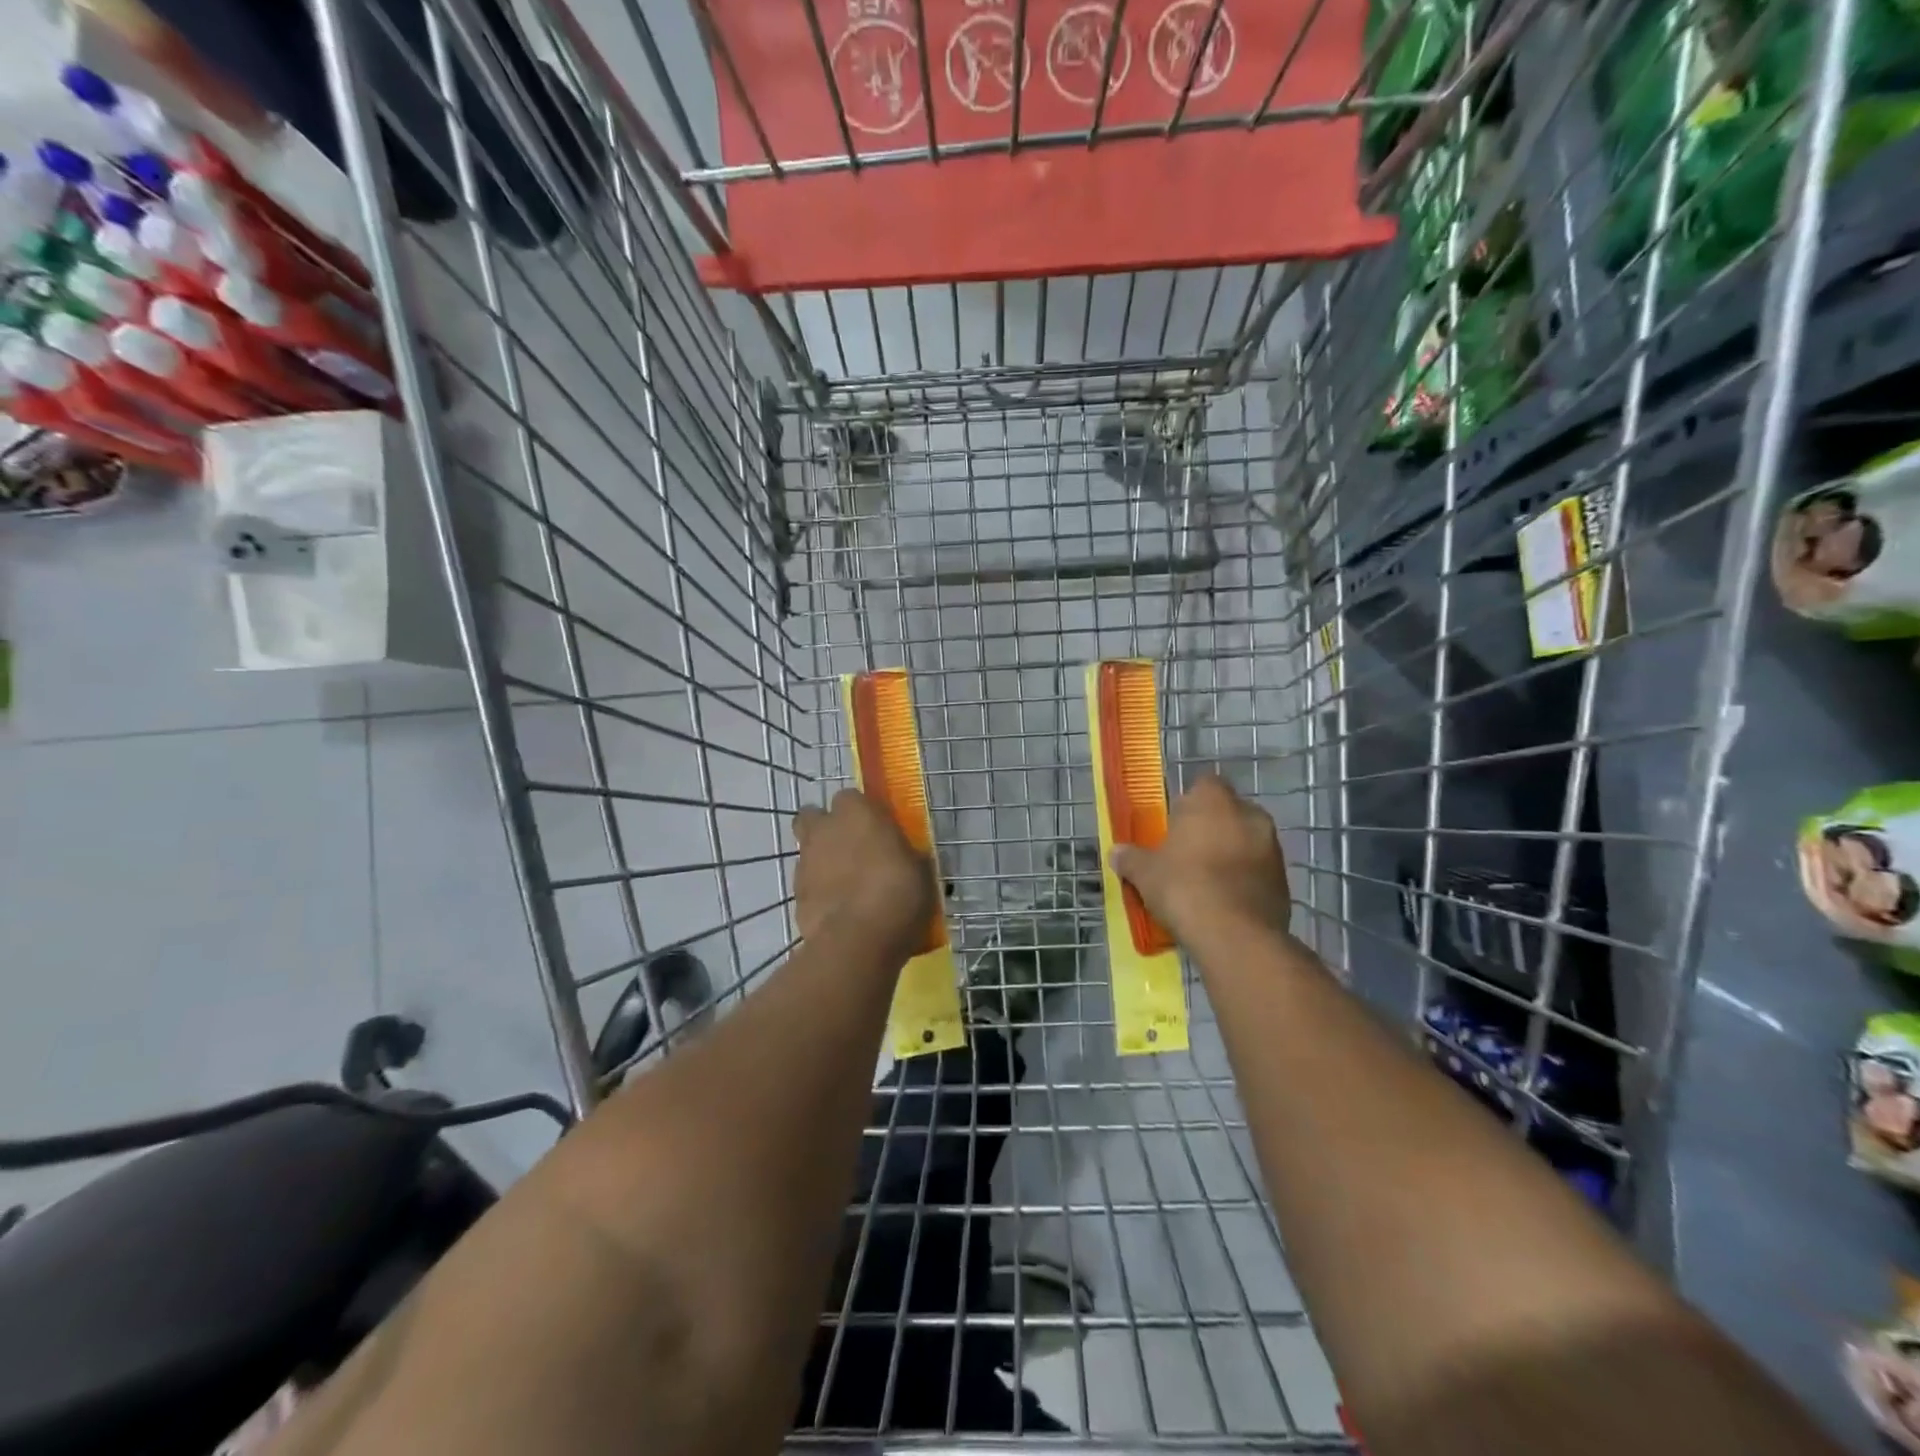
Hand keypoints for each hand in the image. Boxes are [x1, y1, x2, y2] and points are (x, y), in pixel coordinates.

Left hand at [793, 789, 935, 957]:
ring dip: (822, 859)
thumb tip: (906, 856)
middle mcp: (825, 829)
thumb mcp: (920, 870)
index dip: (861, 812)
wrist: (858, 940)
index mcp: (857, 812)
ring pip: (807, 849)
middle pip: (813, 815)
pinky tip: (838, 908)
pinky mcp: (796, 894)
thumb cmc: (899, 893)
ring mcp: (806, 861)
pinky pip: (808, 883)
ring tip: (846, 883)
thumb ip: (906, 855)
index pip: (850, 797)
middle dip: (826, 826)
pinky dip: (819, 890)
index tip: (876, 828)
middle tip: (851, 846)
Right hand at [1111, 776, 1292, 946]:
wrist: (1235, 935)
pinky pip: (1259, 870)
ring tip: (1207, 880)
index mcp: (1214, 800)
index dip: (1189, 802)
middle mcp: (1249, 814)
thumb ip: (1131, 858)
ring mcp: (1272, 847)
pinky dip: (1245, 879)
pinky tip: (1226, 901)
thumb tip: (1116, 852)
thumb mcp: (1145, 873)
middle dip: (1212, 827)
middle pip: (1228, 812)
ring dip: (1231, 853)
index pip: (1204, 784)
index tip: (1175, 824)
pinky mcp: (1284, 879)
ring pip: (1247, 840)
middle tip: (1188, 852)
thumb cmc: (1184, 887)